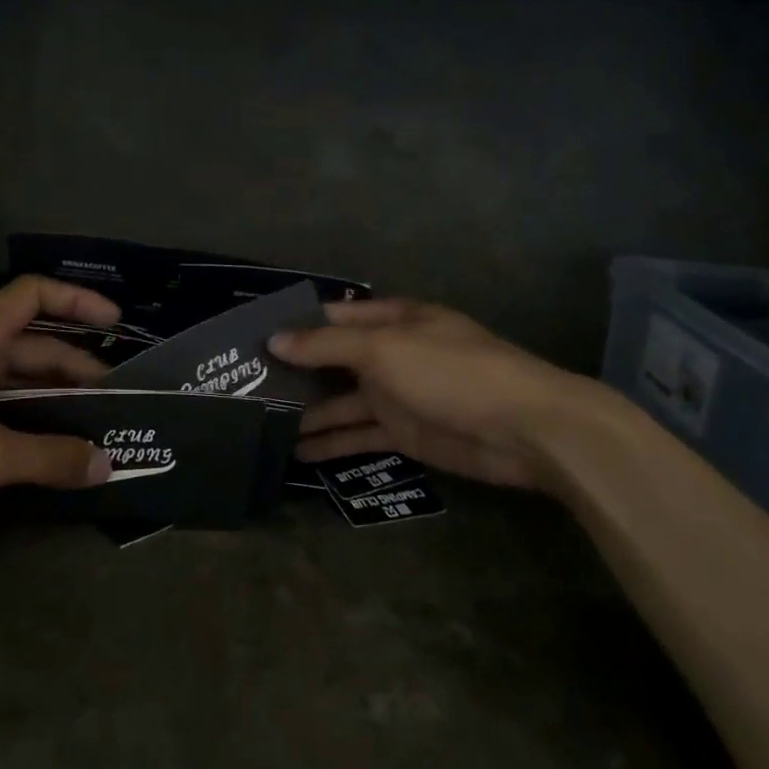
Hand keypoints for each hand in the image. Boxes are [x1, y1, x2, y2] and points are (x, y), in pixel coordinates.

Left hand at [0, 276, 119, 521]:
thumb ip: (48, 458)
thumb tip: (105, 464)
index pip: (34, 294)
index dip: (79, 301)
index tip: (117, 324)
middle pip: (33, 343)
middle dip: (78, 367)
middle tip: (116, 402)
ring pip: (14, 376)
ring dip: (53, 396)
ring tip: (90, 426)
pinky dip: (25, 415)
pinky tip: (42, 446)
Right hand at [270, 299, 625, 491]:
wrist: (524, 429)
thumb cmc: (452, 372)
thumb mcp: (385, 350)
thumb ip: (328, 346)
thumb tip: (275, 340)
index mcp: (392, 320)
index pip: (334, 316)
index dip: (295, 324)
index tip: (251, 338)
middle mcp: (391, 353)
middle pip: (334, 360)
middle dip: (295, 370)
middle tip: (245, 384)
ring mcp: (398, 395)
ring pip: (342, 400)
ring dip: (307, 410)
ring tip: (260, 422)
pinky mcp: (404, 433)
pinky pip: (359, 434)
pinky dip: (331, 442)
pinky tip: (296, 452)